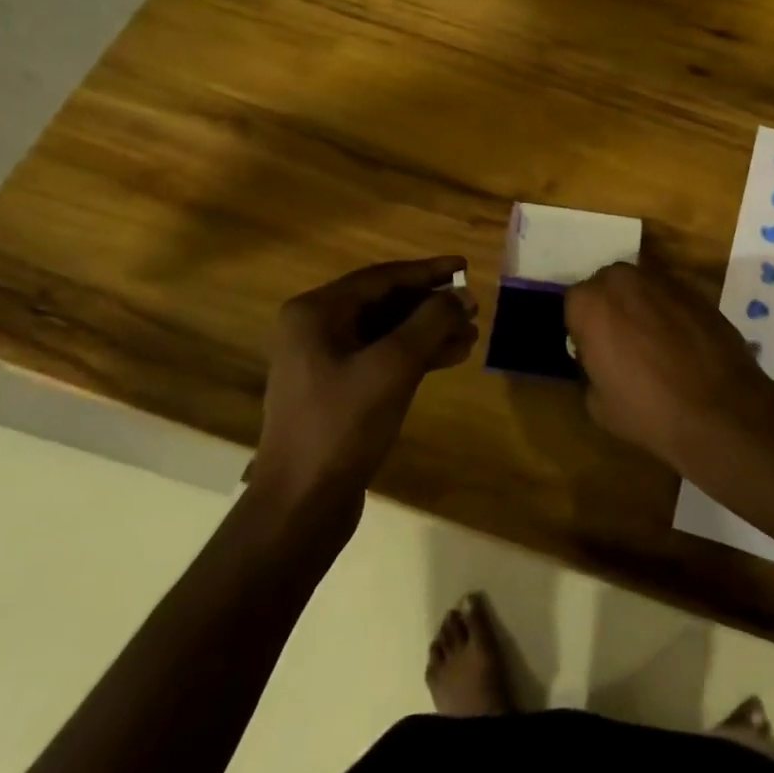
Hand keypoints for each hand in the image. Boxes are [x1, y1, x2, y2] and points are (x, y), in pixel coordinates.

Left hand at [253, 257, 478, 519]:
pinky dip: (415, 356)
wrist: (301, 506)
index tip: (464, 266)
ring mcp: (324, 362)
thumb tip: (462, 295)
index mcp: (316, 312)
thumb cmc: (343, 425)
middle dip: (431, 305)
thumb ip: (431, 322)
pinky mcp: (337, 391)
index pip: (382, 277)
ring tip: (471, 334)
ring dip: (428, 331)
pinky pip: (382, 359)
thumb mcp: (393, 366)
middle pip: (384, 303)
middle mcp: (316, 329)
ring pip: (386, 333)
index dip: (427, 271)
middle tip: (473, 306)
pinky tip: (451, 357)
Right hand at [564, 262, 773, 469]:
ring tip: (654, 343)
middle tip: (622, 344)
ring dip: (640, 307)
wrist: (718, 410)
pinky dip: (670, 312)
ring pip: (640, 287)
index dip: (583, 330)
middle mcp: (622, 279)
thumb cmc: (646, 409)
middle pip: (607, 287)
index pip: (575, 305)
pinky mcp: (695, 289)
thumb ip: (589, 367)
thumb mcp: (596, 402)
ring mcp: (662, 280)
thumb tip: (598, 359)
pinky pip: (670, 296)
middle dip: (611, 308)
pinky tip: (681, 343)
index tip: (594, 353)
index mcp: (589, 302)